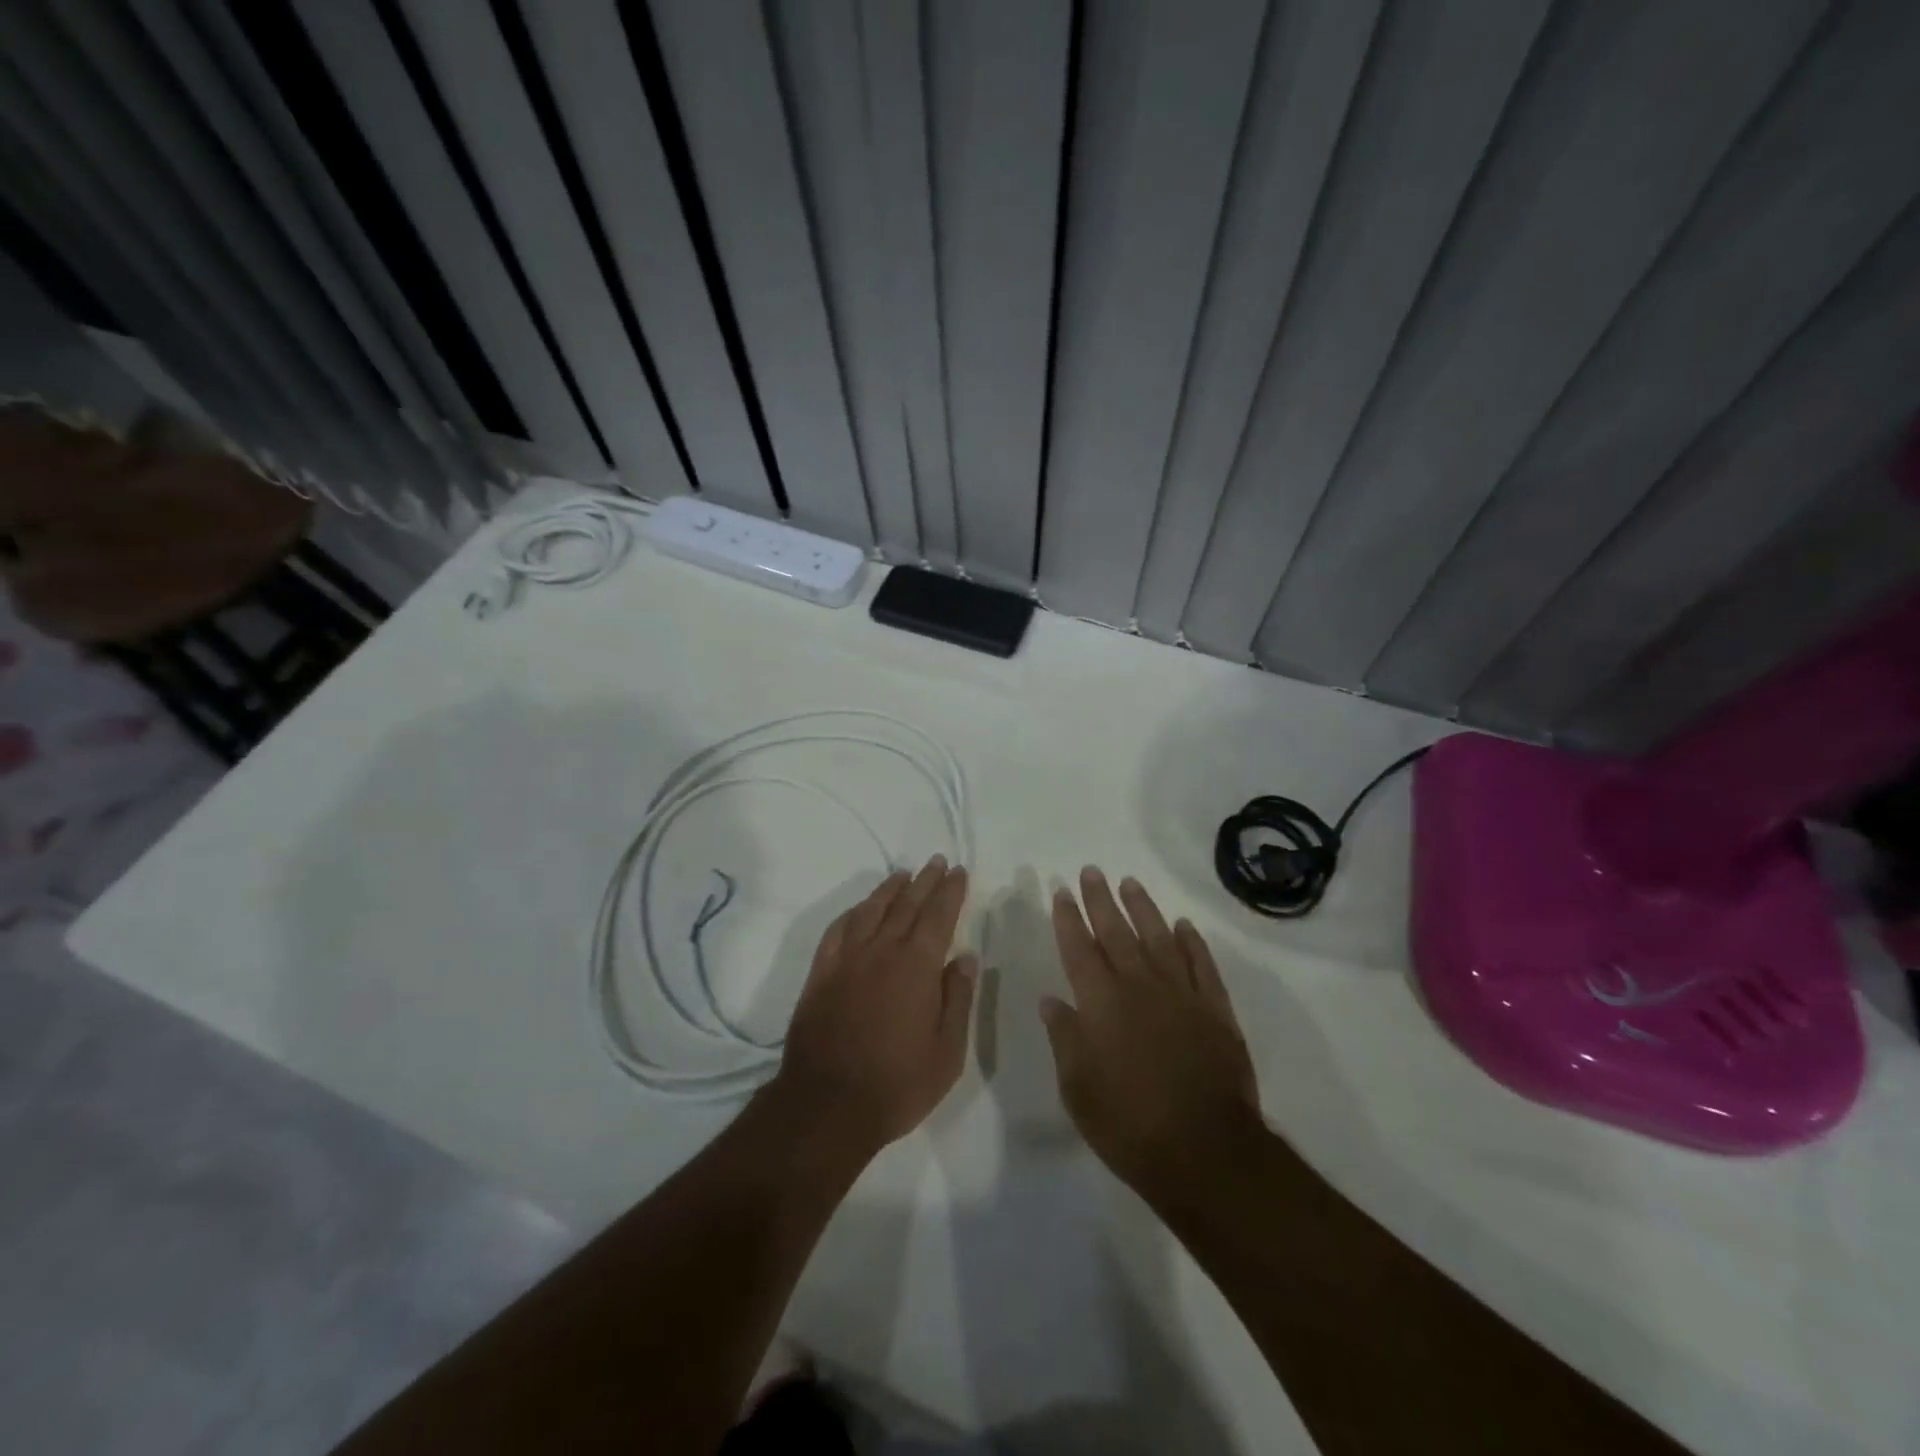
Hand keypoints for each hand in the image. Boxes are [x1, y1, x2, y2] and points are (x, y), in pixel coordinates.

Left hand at [773, 855, 976, 1152]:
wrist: (826, 1106)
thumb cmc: (897, 1084)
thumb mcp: (947, 1052)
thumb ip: (957, 999)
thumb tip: (965, 958)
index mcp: (917, 967)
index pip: (938, 916)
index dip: (950, 891)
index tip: (959, 872)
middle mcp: (881, 951)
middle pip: (906, 905)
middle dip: (925, 881)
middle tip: (937, 861)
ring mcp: (847, 960)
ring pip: (871, 911)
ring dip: (889, 889)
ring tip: (903, 875)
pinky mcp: (820, 974)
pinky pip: (837, 930)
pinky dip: (852, 913)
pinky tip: (860, 909)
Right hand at [1042, 868, 1261, 1198]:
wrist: (1205, 1150)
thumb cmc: (1128, 1124)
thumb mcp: (1078, 1088)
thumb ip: (1065, 1038)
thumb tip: (1053, 1000)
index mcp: (1101, 1002)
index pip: (1079, 949)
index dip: (1069, 918)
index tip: (1062, 892)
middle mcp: (1139, 985)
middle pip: (1116, 932)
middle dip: (1101, 900)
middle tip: (1092, 871)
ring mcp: (1181, 994)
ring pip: (1159, 938)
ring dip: (1143, 908)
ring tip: (1130, 883)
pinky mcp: (1215, 1009)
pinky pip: (1202, 964)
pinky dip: (1193, 942)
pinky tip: (1184, 926)